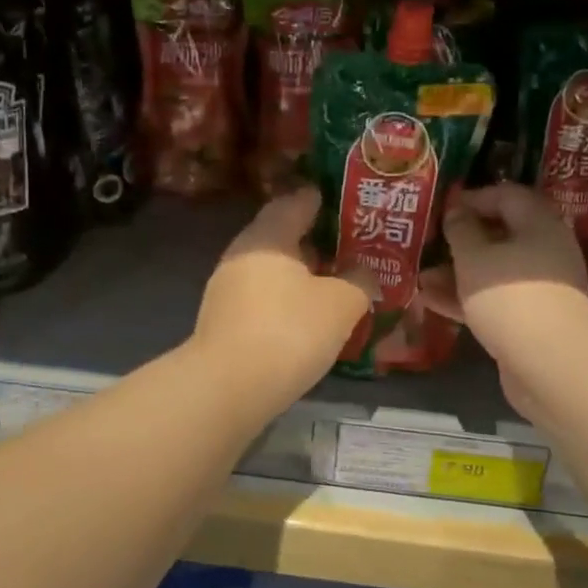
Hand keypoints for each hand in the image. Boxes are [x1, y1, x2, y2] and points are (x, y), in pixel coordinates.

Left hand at [193, 187, 375, 406]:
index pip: (295, 202)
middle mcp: (241, 254)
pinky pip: (260, 298)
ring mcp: (226, 289)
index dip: (320, 200)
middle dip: (312, 240)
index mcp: (268, 236)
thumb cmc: (290, 331)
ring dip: (298, 274)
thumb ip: (359, 281)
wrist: (228, 387)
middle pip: (280, 237)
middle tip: (346, 246)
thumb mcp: (341, 304)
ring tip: (332, 283)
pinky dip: (284, 299)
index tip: (343, 202)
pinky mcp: (222, 322)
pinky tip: (304, 317)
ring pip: (270, 271)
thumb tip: (364, 273)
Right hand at [421, 184, 587, 418]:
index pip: (507, 196)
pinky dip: (466, 297)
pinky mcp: (530, 319)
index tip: (442, 208)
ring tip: (422, 277)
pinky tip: (432, 301)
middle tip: (429, 242)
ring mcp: (539, 288)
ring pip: (494, 270)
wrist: (550, 364)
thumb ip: (461, 230)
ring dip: (458, 272)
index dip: (473, 197)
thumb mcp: (474, 258)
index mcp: (539, 225)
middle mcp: (544, 251)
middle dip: (462, 239)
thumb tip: (456, 211)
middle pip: (501, 235)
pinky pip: (494, 299)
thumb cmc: (510, 297)